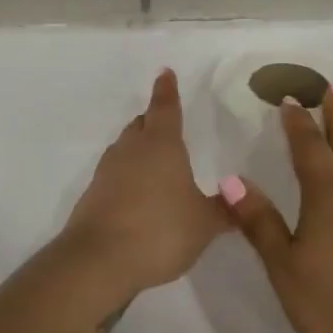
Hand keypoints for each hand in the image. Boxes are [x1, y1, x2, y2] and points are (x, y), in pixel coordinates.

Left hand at [60, 69, 230, 298]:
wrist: (99, 260)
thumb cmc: (160, 230)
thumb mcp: (204, 224)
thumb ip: (223, 210)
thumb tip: (240, 197)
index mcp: (162, 145)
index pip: (166, 108)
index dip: (168, 90)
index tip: (165, 73)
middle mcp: (131, 150)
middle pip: (141, 125)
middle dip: (152, 119)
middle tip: (164, 119)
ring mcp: (107, 172)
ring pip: (125, 147)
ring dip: (138, 147)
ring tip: (154, 157)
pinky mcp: (93, 195)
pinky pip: (114, 174)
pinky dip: (127, 175)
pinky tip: (137, 193)